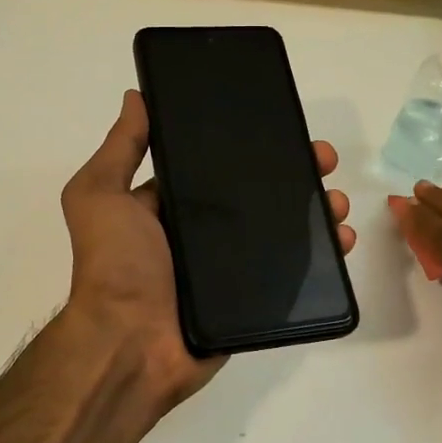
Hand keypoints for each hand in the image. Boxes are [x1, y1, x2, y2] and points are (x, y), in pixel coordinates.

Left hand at [59, 90, 355, 413]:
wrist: (131, 346)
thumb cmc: (116, 266)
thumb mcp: (100, 196)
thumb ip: (120, 148)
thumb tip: (136, 96)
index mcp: (172, 205)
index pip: (218, 165)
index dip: (251, 145)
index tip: (283, 125)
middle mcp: (203, 233)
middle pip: (260, 194)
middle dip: (295, 173)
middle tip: (323, 160)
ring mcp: (230, 268)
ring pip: (284, 231)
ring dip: (316, 211)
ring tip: (337, 202)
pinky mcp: (252, 299)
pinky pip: (293, 273)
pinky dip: (322, 257)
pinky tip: (341, 240)